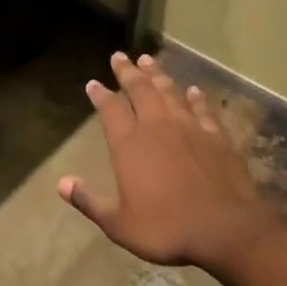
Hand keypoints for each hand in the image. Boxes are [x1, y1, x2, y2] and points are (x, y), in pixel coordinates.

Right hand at [59, 52, 275, 271]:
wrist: (225, 229)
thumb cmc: (167, 228)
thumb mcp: (119, 224)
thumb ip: (90, 201)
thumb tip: (62, 183)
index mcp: (130, 144)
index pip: (110, 110)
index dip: (100, 95)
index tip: (93, 83)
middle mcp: (157, 126)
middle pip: (139, 90)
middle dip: (127, 72)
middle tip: (119, 56)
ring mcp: (190, 127)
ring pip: (169, 91)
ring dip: (157, 75)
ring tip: (148, 60)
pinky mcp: (216, 136)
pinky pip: (203, 109)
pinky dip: (196, 98)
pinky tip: (194, 91)